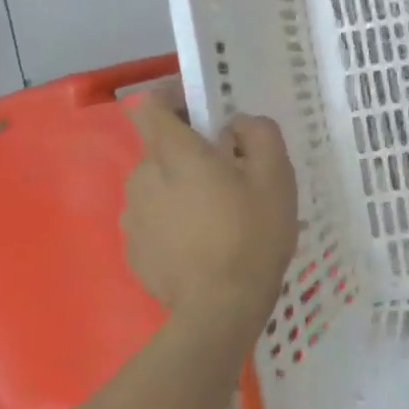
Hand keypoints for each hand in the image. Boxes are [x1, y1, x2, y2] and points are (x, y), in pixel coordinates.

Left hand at [122, 98, 298, 331]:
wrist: (220, 310)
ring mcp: (133, 217)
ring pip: (156, 185)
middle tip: (228, 173)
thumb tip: (238, 125)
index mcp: (173, 153)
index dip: (172, 98)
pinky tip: (203, 244)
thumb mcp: (276, 176)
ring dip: (180, 188)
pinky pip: (154, 220)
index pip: (150, 105)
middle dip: (189, 151)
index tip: (200, 110)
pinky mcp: (133, 250)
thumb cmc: (252, 234)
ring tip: (217, 215)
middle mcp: (142, 177)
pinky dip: (173, 221)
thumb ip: (260, 134)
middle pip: (160, 148)